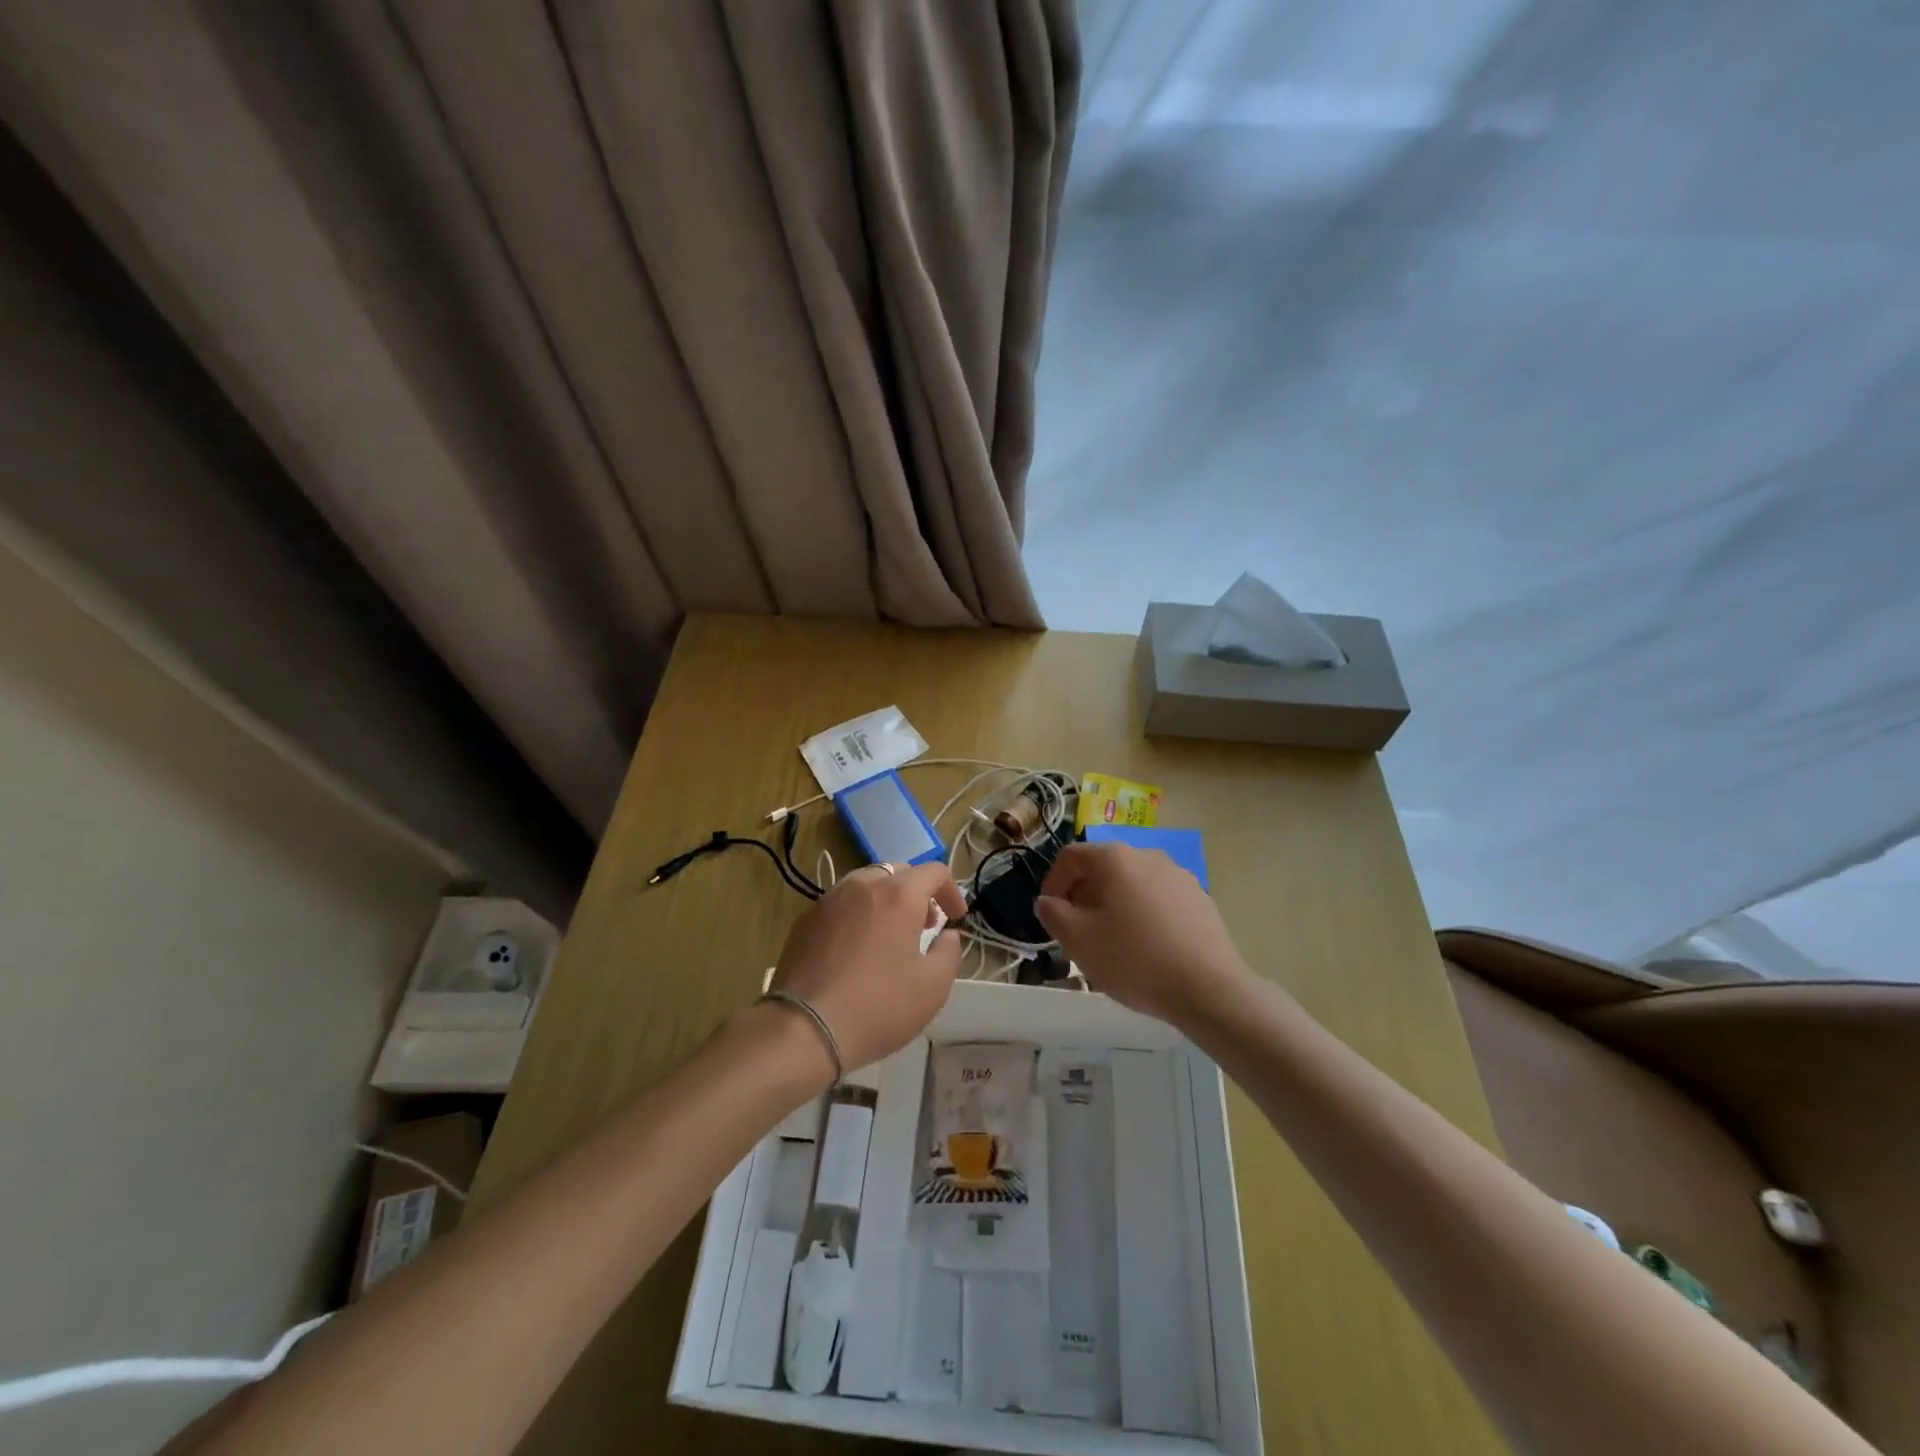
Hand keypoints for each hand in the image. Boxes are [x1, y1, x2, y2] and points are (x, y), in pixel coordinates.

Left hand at [769, 862, 968, 1074]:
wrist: (805, 1028)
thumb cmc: (879, 1006)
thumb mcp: (933, 987)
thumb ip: (950, 952)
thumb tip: (947, 936)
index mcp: (899, 894)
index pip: (934, 871)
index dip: (951, 891)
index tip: (956, 919)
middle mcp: (863, 885)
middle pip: (898, 872)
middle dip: (918, 893)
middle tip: (925, 926)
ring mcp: (829, 900)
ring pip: (866, 884)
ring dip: (885, 900)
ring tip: (889, 935)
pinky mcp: (806, 919)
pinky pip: (841, 904)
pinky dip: (857, 914)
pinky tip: (856, 949)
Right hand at [1036, 841, 1250, 1027]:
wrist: (1209, 989)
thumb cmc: (1134, 960)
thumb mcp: (1078, 941)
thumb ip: (1053, 914)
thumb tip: (1048, 901)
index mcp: (1115, 858)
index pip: (1070, 857)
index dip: (1053, 883)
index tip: (1051, 915)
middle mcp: (1148, 855)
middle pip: (1103, 868)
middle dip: (1084, 896)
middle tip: (1079, 932)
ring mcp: (1178, 876)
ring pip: (1132, 884)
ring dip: (1114, 906)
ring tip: (1113, 943)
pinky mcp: (1199, 898)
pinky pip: (1158, 899)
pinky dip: (1143, 914)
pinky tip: (1147, 948)